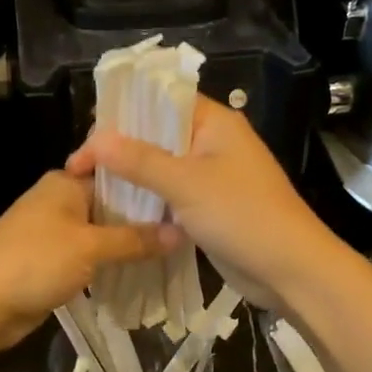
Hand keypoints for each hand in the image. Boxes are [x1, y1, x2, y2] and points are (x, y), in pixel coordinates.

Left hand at [0, 170, 178, 354]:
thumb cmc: (34, 262)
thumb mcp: (89, 248)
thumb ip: (135, 240)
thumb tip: (181, 233)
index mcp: (65, 183)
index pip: (117, 174)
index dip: (149, 184)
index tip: (184, 194)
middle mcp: (60, 201)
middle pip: (112, 205)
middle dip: (144, 219)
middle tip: (189, 228)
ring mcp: (55, 233)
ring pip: (103, 234)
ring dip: (129, 245)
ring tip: (175, 251)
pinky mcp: (53, 261)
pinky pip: (91, 257)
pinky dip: (112, 263)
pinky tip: (143, 271)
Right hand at [67, 97, 339, 310]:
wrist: (290, 270)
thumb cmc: (242, 216)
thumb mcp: (186, 184)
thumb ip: (140, 160)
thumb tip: (96, 140)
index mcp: (215, 123)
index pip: (160, 102)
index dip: (122, 115)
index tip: (87, 140)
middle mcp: (213, 142)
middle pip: (157, 135)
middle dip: (120, 149)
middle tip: (81, 169)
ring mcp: (212, 176)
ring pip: (162, 168)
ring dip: (131, 176)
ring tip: (90, 187)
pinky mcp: (210, 207)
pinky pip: (171, 195)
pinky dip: (148, 199)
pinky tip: (117, 209)